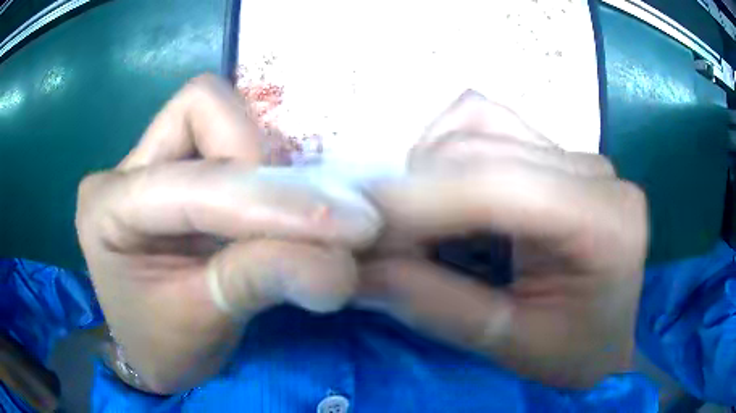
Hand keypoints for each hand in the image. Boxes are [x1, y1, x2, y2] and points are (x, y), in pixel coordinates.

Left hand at [76, 75, 380, 393]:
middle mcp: (124, 170)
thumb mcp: (207, 322)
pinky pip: (227, 136)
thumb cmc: (166, 346)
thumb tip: (343, 267)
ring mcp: (149, 159)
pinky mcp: (175, 165)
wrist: (152, 347)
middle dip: (259, 162)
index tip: (350, 227)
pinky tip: (276, 206)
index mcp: (107, 209)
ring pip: (217, 112)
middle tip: (305, 220)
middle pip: (201, 110)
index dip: (268, 201)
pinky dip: (262, 167)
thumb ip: (263, 280)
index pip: (192, 181)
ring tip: (283, 217)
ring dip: (263, 162)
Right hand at [360, 92, 647, 387]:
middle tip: (377, 240)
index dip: (421, 201)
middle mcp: (595, 172)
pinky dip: (448, 152)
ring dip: (428, 167)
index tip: (358, 226)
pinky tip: (444, 193)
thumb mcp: (510, 345)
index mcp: (606, 221)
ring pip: (479, 125)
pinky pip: (488, 125)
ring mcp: (576, 155)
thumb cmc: (573, 353)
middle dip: (415, 192)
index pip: (502, 186)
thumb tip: (360, 268)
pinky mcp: (556, 155)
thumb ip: (437, 306)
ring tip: (413, 221)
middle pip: (484, 148)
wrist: (605, 338)